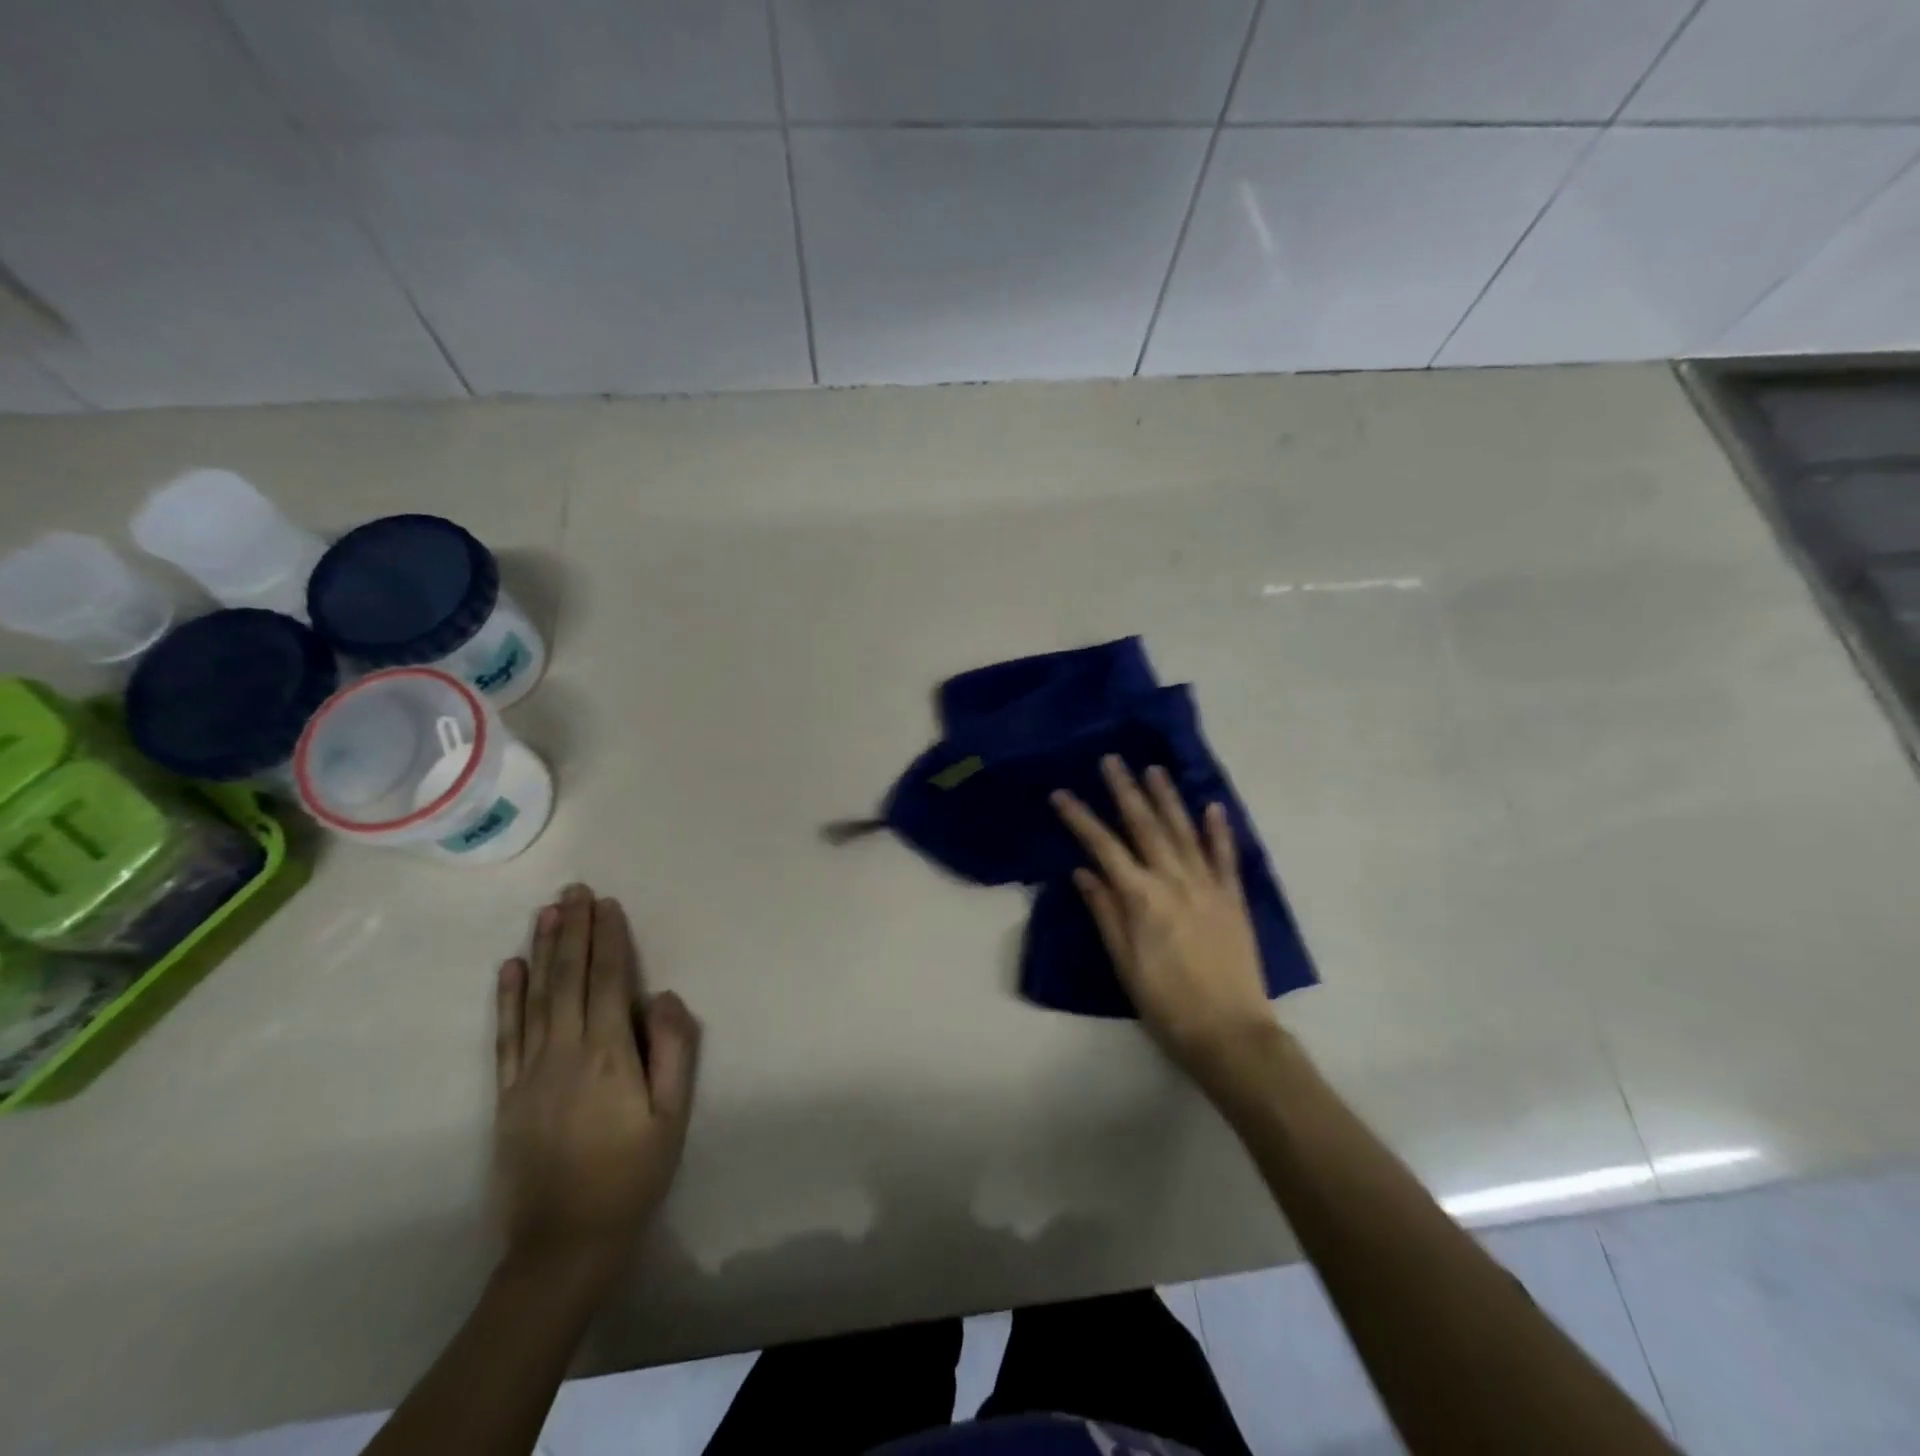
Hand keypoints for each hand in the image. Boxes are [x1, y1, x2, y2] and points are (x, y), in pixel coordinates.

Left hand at [492, 884, 699, 1279]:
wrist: (563, 1243)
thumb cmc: (631, 1174)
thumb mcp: (671, 1115)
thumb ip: (672, 1050)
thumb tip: (663, 996)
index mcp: (607, 1054)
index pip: (607, 981)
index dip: (608, 939)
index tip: (608, 904)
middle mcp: (563, 1051)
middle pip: (568, 978)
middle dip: (573, 929)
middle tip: (575, 889)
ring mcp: (529, 1071)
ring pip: (535, 997)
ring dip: (541, 950)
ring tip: (546, 911)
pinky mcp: (506, 1094)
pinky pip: (506, 1035)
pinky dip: (507, 998)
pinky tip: (510, 969)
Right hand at [1053, 757, 1278, 1086]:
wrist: (1230, 1033)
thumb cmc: (1166, 1003)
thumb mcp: (1124, 963)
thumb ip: (1105, 913)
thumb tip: (1083, 872)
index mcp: (1142, 898)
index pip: (1104, 847)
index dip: (1080, 818)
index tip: (1061, 793)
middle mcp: (1174, 881)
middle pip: (1145, 827)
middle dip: (1125, 791)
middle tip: (1112, 759)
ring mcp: (1208, 886)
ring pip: (1184, 832)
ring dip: (1168, 798)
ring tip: (1154, 768)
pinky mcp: (1234, 898)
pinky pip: (1226, 857)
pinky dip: (1219, 830)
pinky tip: (1213, 806)